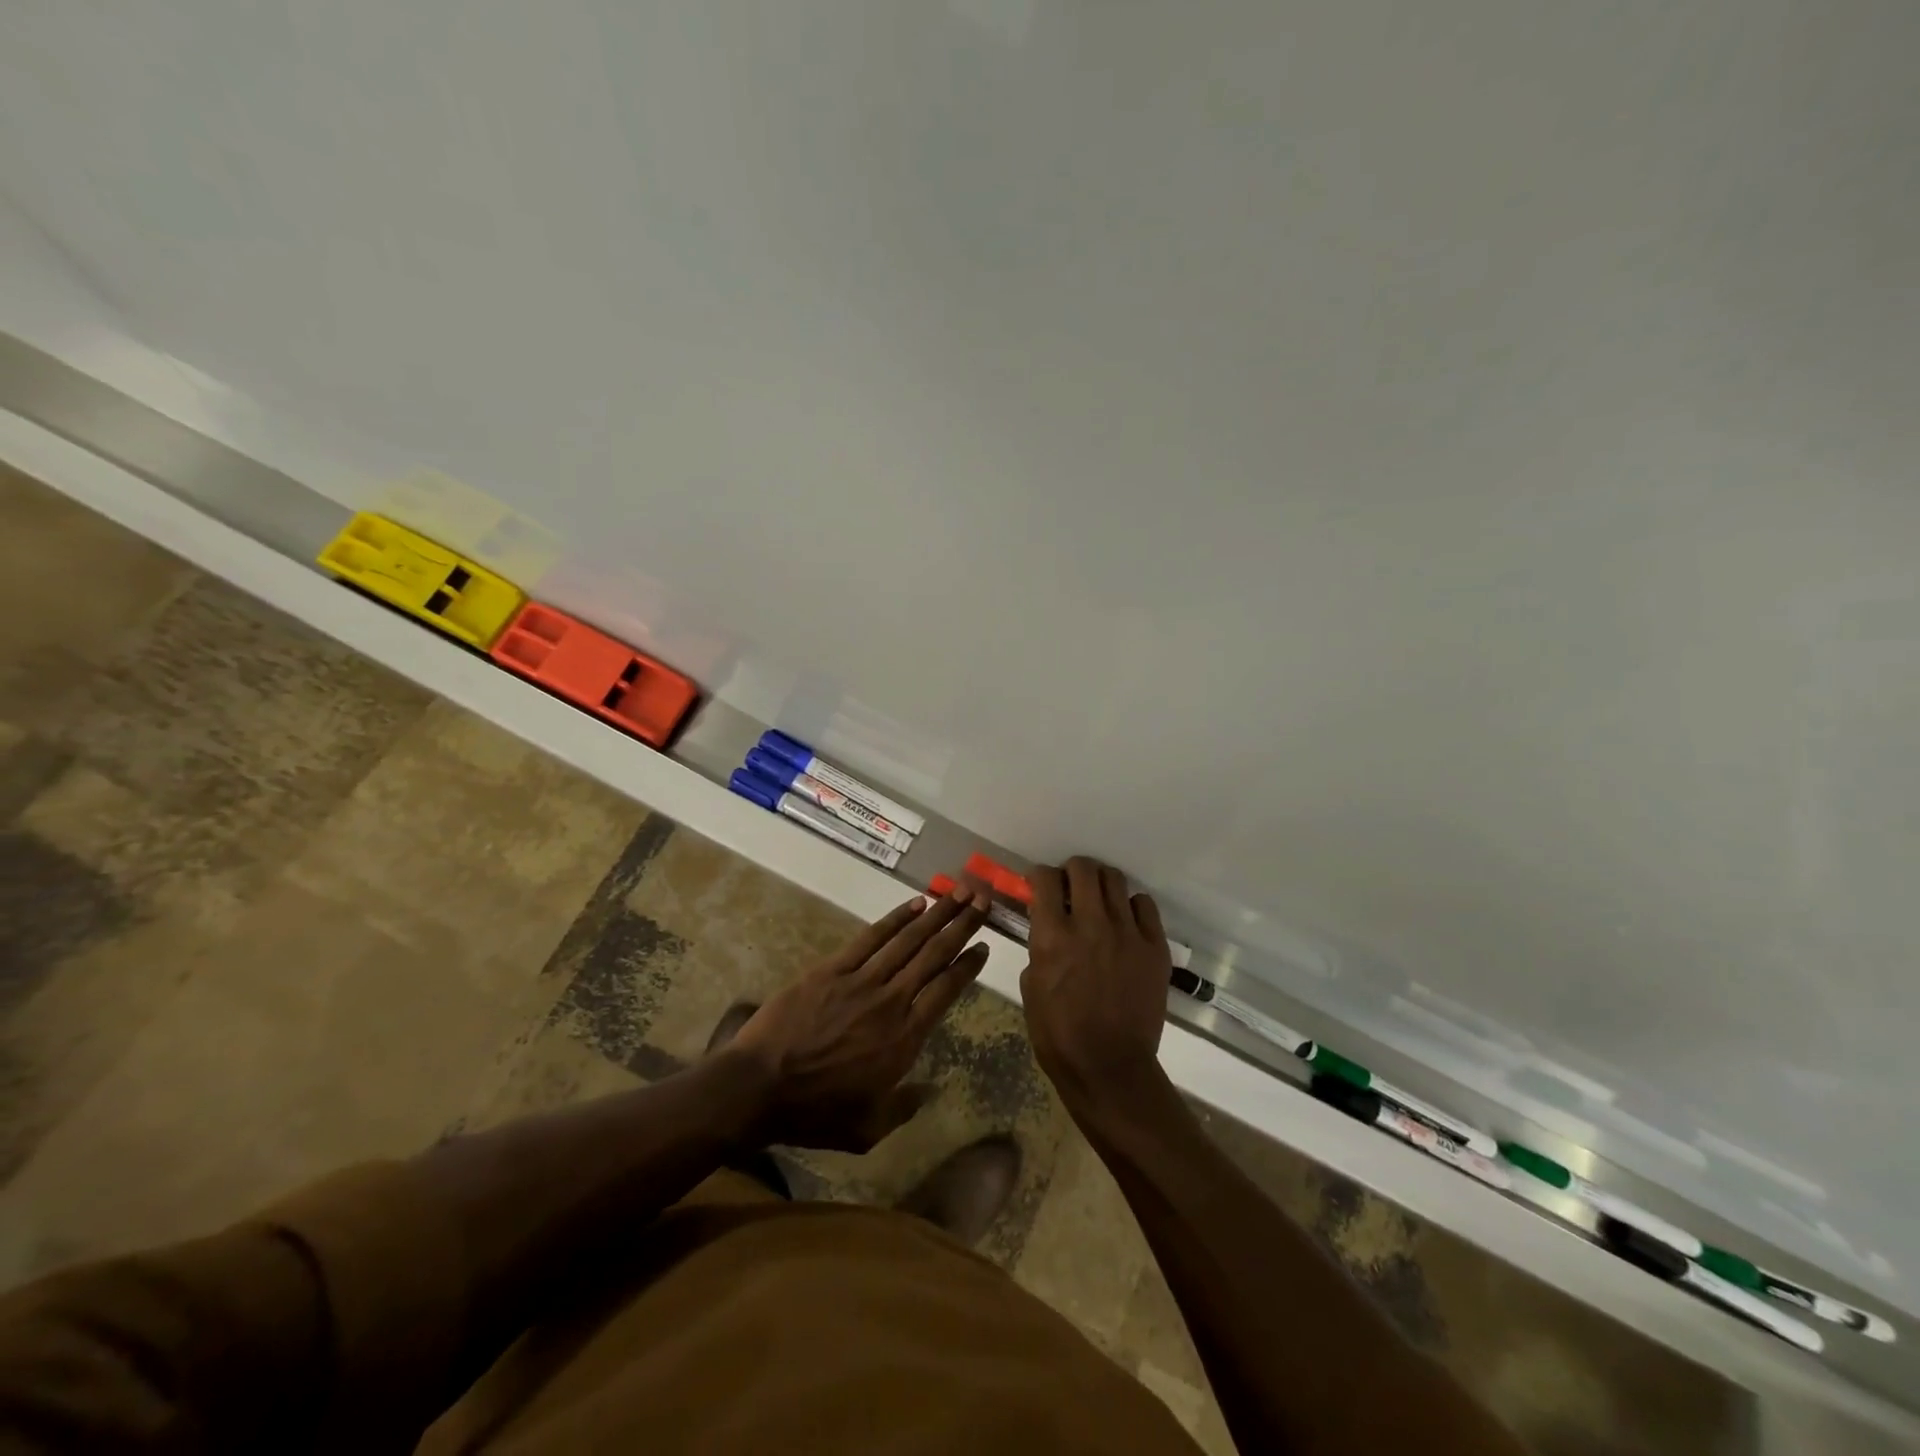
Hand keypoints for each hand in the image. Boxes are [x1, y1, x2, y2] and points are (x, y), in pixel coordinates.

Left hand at [729, 886, 991, 1149]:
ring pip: (908, 940)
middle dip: (962, 926)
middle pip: (934, 955)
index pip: (946, 991)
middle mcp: (891, 1001)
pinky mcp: (832, 969)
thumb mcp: (867, 1129)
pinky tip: (915, 904)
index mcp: (904, 1039)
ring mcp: (861, 981)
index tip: (985, 945)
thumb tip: (927, 1090)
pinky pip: (871, 938)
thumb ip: (903, 1108)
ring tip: (959, 892)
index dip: (968, 966)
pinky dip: (896, 919)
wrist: (758, 1087)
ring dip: (937, 913)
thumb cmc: (814, 1113)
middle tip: (983, 901)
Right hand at [1021, 857, 1172, 1109]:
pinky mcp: (1155, 947)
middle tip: (1070, 887)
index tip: (1040, 884)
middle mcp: (1091, 924)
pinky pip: (1144, 904)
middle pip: (1084, 868)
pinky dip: (1131, 906)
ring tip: (1098, 900)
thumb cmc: (1059, 1034)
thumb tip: (1048, 928)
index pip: (1045, 878)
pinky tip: (1125, 922)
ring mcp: (1128, 933)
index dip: (1040, 876)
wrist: (1110, 1067)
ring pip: (1115, 879)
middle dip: (1072, 871)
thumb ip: (1040, 947)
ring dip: (1101, 884)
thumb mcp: (1031, 987)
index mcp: (1053, 936)